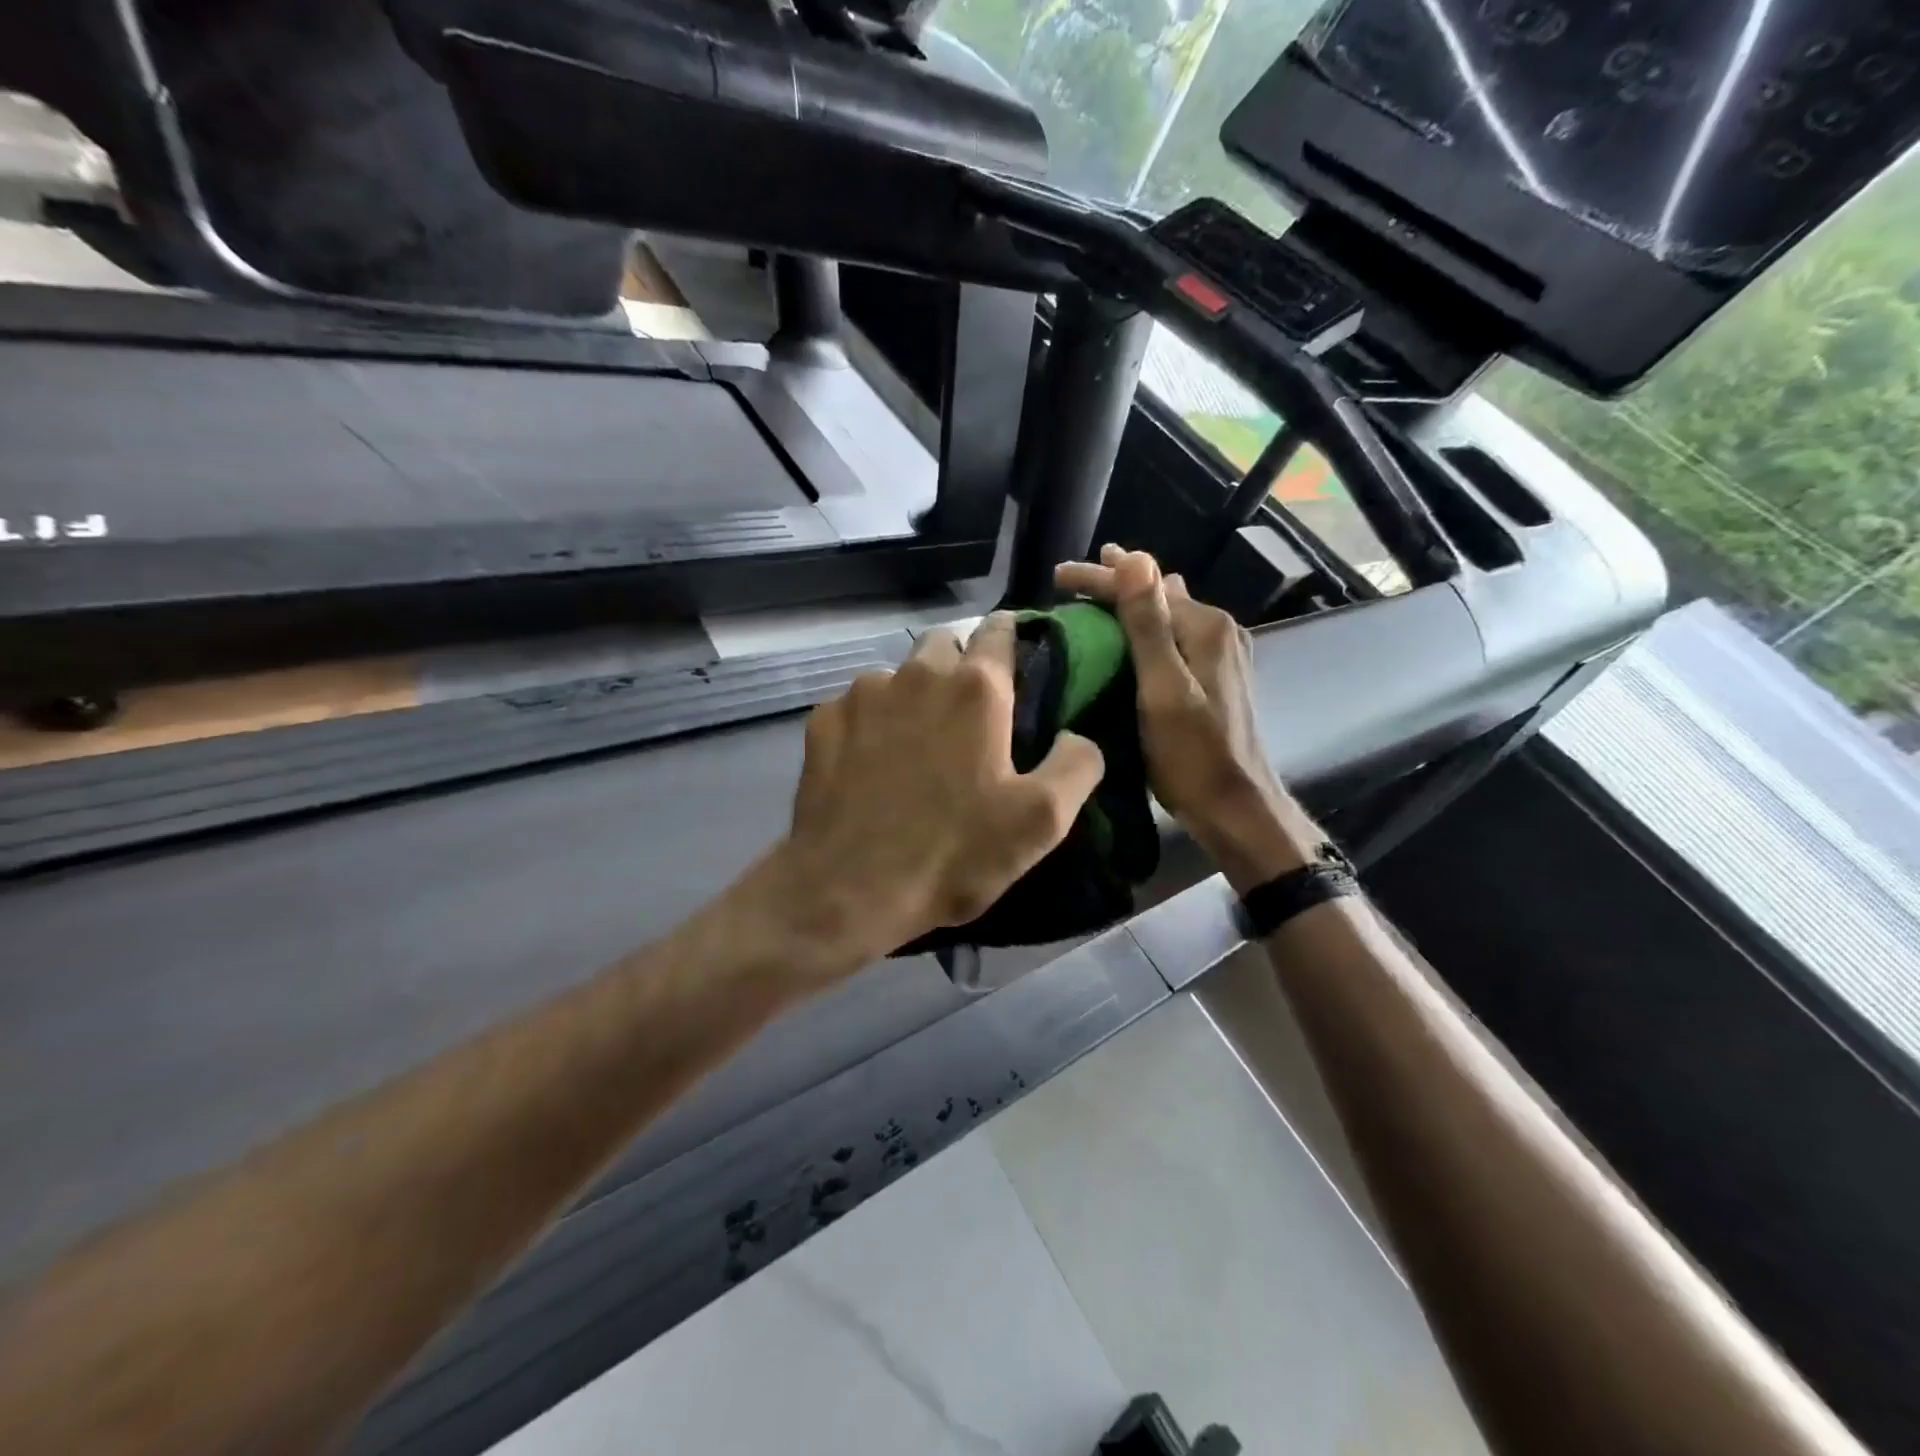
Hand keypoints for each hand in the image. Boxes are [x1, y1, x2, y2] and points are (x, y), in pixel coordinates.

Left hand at [770, 615, 1106, 972]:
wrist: (848, 889)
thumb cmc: (952, 854)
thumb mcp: (1041, 821)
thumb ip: (1076, 765)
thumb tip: (1076, 735)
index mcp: (977, 689)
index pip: (1000, 630)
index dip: (1012, 637)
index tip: (1018, 661)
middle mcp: (917, 674)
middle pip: (945, 644)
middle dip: (960, 664)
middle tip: (969, 714)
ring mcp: (863, 694)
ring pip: (898, 674)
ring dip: (914, 695)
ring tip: (916, 745)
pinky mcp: (824, 721)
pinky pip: (858, 705)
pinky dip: (872, 721)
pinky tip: (871, 763)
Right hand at [1056, 546, 1312, 889]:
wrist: (1235, 808)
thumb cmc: (1192, 754)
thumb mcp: (1163, 688)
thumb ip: (1148, 624)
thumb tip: (1135, 556)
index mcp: (1205, 626)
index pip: (1144, 584)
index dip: (1099, 577)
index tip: (1057, 576)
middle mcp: (1218, 630)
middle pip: (1157, 595)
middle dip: (1114, 585)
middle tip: (1069, 583)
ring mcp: (1220, 655)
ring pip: (1165, 616)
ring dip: (1129, 607)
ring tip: (1092, 601)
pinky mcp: (1214, 678)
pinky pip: (1171, 639)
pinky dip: (1143, 632)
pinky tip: (1125, 639)